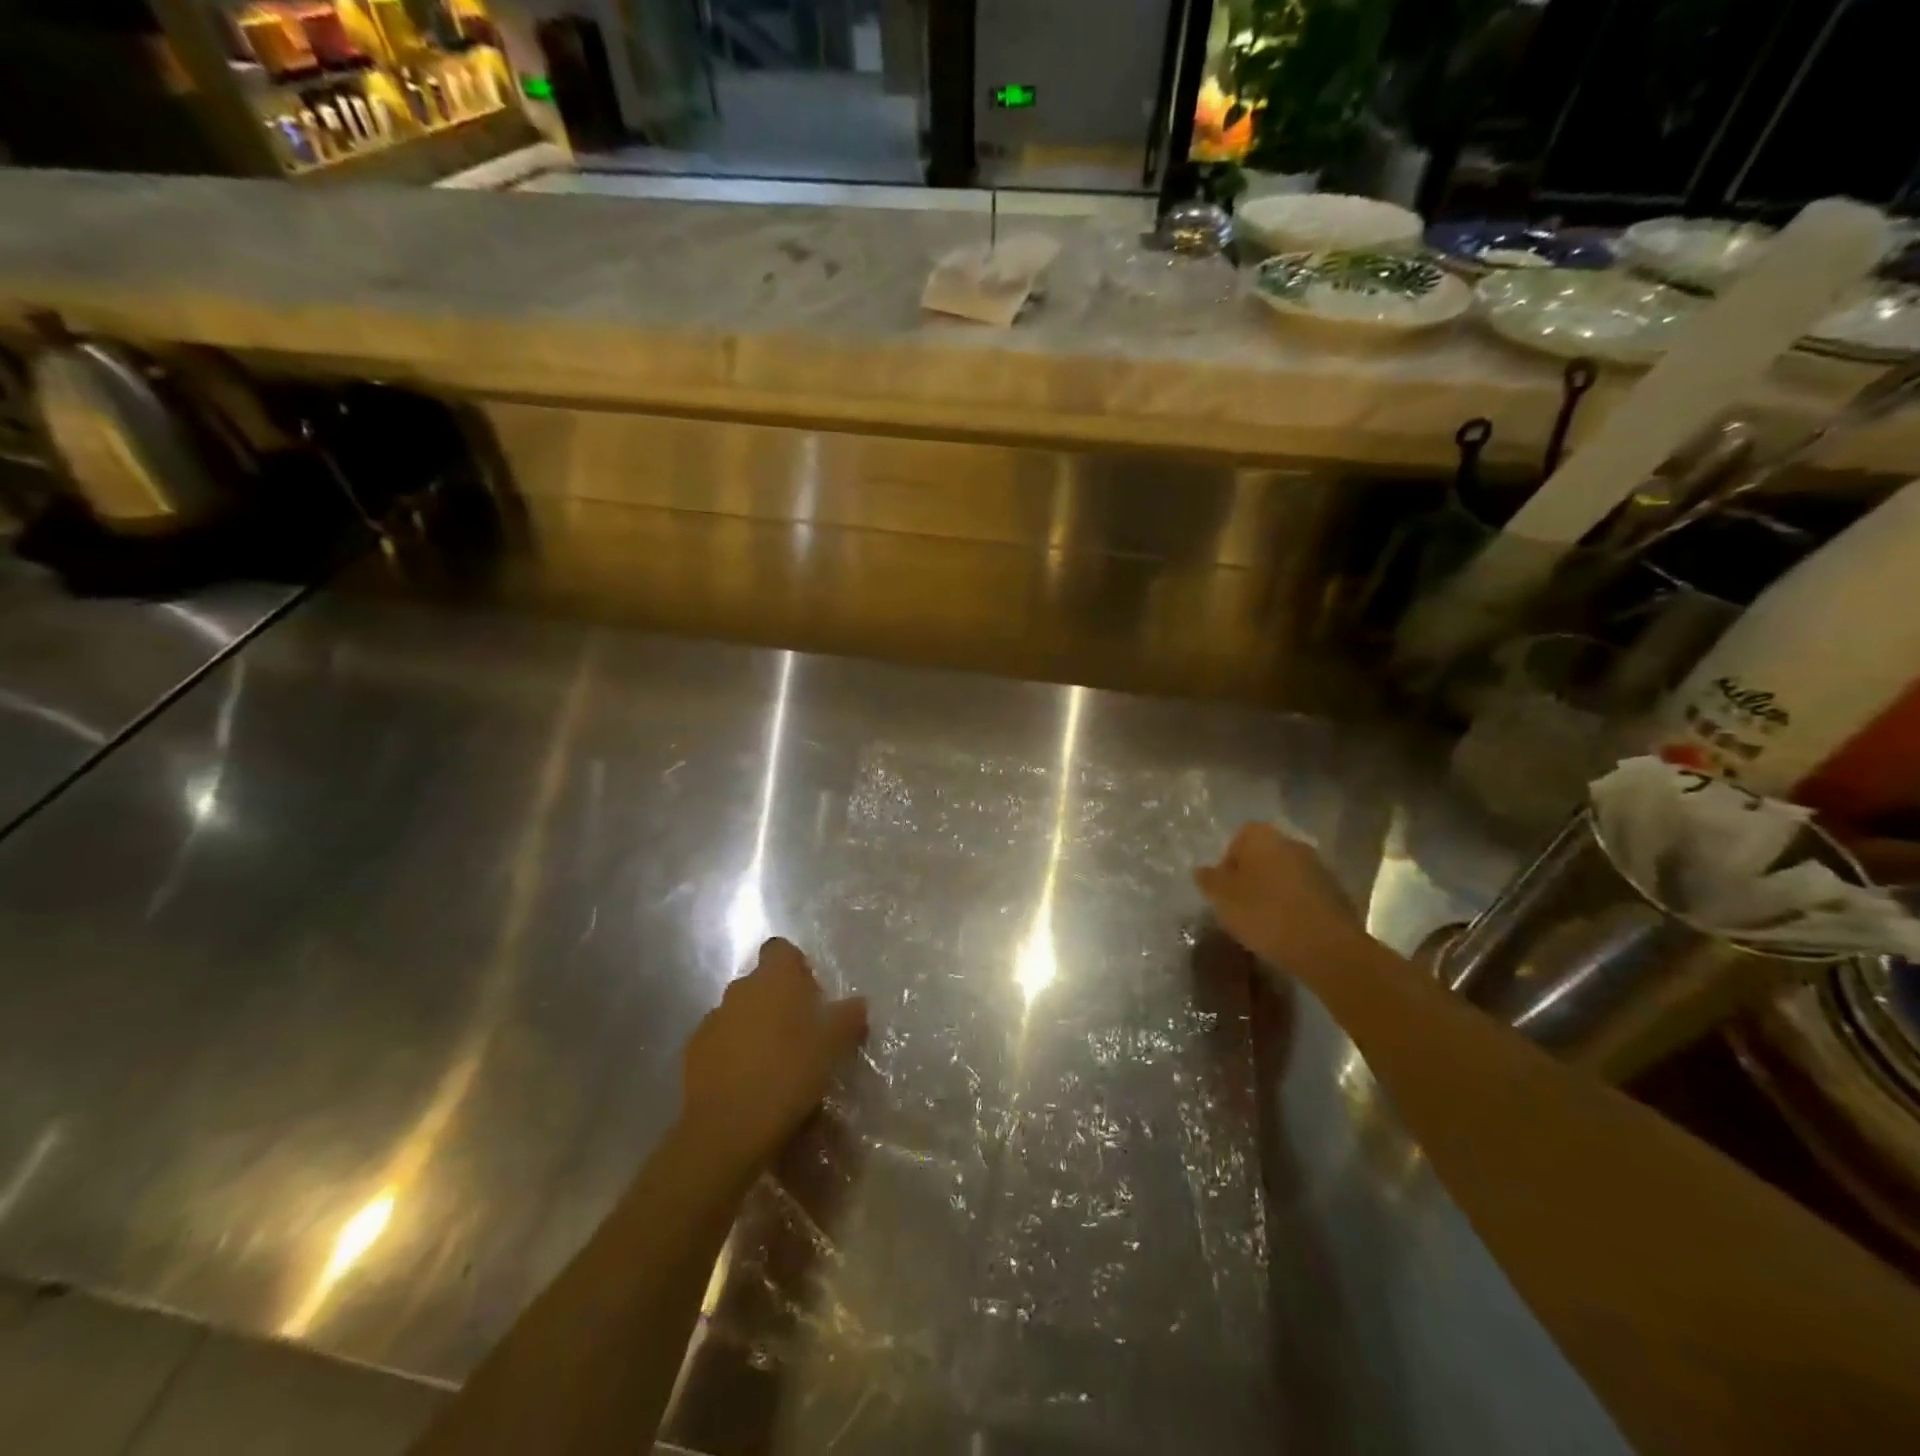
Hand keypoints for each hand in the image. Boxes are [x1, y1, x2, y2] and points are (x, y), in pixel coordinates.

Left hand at [681, 938, 868, 1168]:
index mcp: (774, 978)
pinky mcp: (694, 1051)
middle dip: (779, 1000)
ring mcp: (712, 1019)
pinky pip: (720, 1040)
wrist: (728, 1127)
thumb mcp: (833, 1046)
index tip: (811, 994)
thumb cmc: (789, 1073)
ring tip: (775, 1062)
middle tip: (801, 1033)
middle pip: (761, 982)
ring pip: (740, 1012)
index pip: (781, 949)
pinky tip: (748, 1081)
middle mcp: (740, 989)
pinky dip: (734, 1051)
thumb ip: (847, 1017)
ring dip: (756, 1026)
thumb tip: (858, 1003)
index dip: (796, 966)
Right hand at [1195, 823, 1368, 973]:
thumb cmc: (1263, 913)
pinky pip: (1305, 894)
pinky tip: (1288, 930)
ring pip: (1285, 875)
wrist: (1324, 946)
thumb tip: (1202, 870)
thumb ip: (1208, 880)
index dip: (1227, 865)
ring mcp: (1318, 866)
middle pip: (1263, 856)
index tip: (1224, 891)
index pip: (1236, 840)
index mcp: (1261, 837)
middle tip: (1240, 906)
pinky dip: (1294, 906)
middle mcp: (1291, 842)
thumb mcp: (1222, 898)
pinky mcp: (1336, 892)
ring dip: (1274, 892)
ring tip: (1264, 922)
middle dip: (1251, 877)